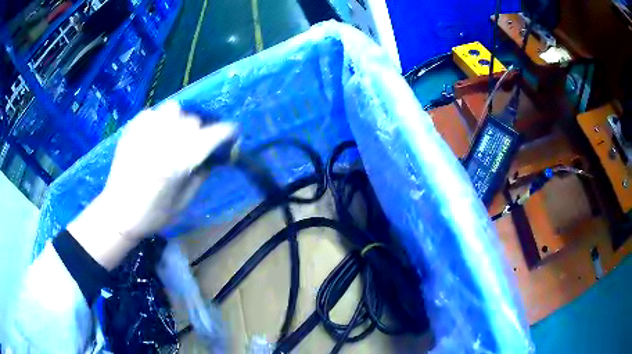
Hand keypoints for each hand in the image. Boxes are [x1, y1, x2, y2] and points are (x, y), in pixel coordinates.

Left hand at [68, 102, 235, 268]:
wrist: (117, 213)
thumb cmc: (152, 214)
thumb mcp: (183, 201)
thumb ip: (199, 175)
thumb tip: (212, 157)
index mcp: (179, 161)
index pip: (213, 135)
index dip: (227, 132)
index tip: (232, 134)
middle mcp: (164, 140)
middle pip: (193, 120)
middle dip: (200, 131)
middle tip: (195, 144)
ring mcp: (146, 131)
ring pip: (173, 109)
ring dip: (179, 120)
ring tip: (173, 134)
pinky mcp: (132, 129)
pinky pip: (152, 112)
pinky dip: (158, 120)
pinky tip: (154, 134)